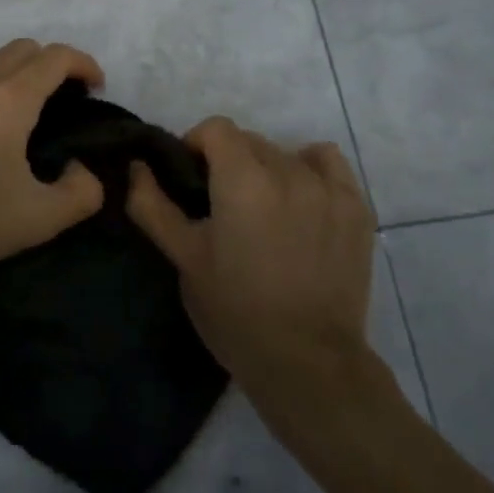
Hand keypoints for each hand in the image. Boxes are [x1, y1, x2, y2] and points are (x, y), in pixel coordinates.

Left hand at [0, 39, 105, 283]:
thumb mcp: (37, 219)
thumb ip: (80, 194)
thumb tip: (84, 172)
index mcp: (10, 98)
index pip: (56, 57)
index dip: (84, 64)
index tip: (96, 87)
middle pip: (23, 50)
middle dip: (52, 64)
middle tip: (65, 99)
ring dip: (16, 77)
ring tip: (22, 118)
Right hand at [127, 119, 376, 414]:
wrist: (308, 364)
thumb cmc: (235, 312)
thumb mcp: (184, 259)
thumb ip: (153, 205)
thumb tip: (137, 165)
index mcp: (243, 180)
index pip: (216, 128)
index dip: (196, 145)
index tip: (192, 180)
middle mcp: (288, 171)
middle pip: (249, 141)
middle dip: (230, 162)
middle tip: (223, 206)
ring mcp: (327, 188)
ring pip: (285, 153)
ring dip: (267, 169)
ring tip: (265, 211)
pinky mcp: (356, 207)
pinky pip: (327, 163)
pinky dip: (309, 169)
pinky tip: (301, 199)